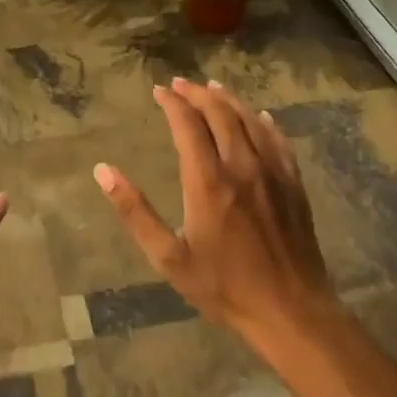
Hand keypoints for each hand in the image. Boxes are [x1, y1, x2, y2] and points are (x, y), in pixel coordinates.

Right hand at [94, 77, 331, 343]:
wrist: (291, 312)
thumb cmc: (224, 287)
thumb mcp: (168, 257)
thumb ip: (135, 212)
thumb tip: (103, 171)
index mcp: (208, 181)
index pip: (187, 124)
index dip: (172, 103)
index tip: (159, 91)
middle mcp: (241, 166)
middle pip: (220, 113)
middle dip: (197, 94)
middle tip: (180, 84)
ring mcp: (272, 173)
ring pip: (249, 120)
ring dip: (228, 100)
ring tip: (212, 88)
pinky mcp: (294, 184)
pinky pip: (278, 140)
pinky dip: (263, 122)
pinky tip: (258, 116)